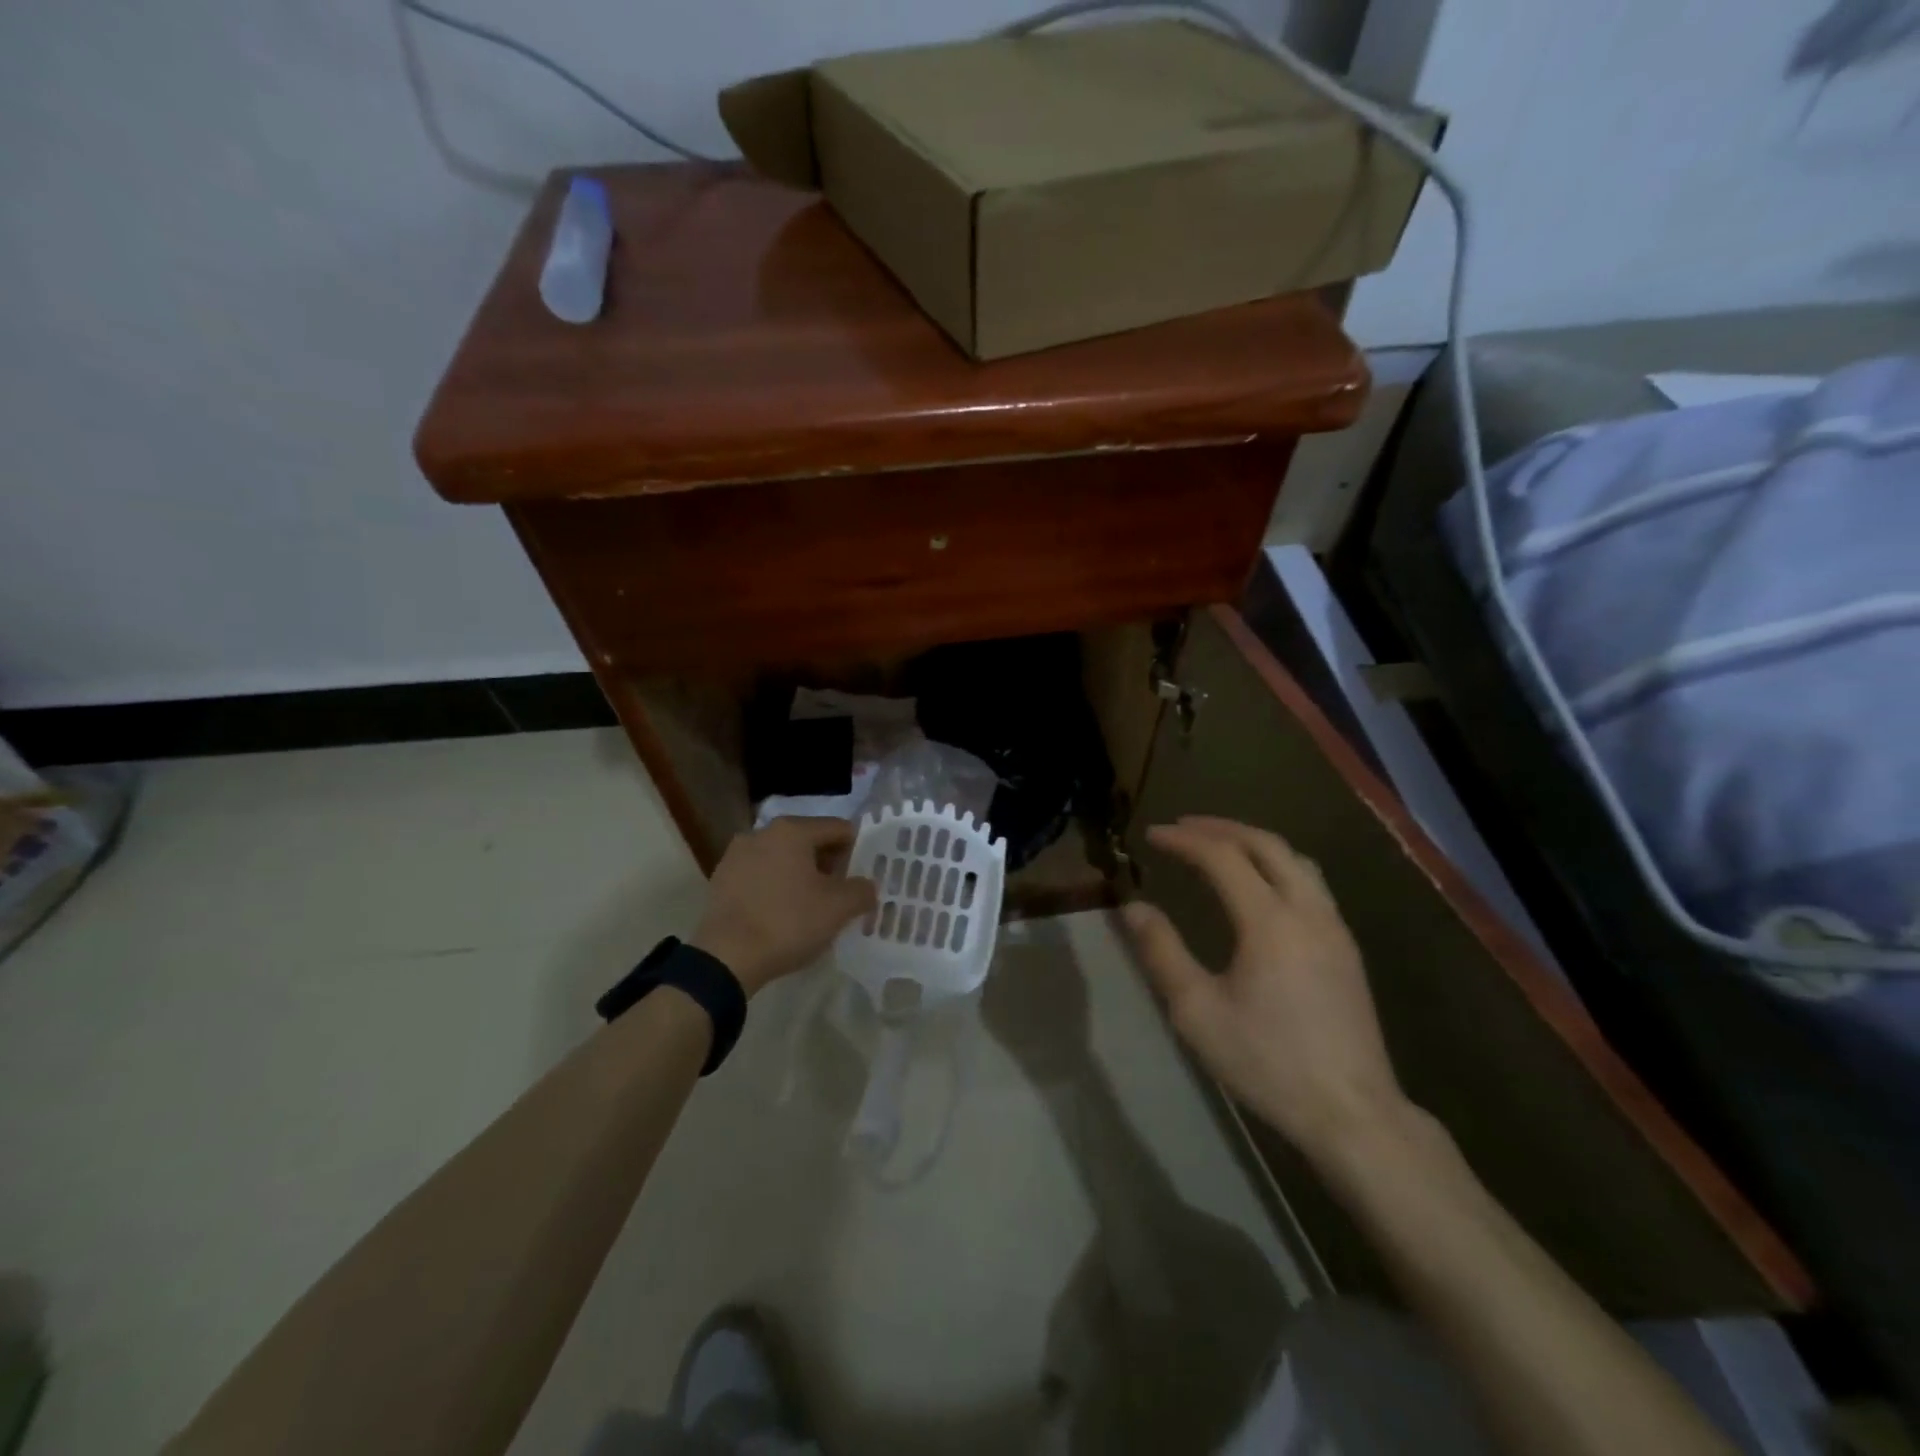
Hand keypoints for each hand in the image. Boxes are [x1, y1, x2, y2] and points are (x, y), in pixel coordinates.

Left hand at [690, 817, 876, 996]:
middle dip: (829, 863)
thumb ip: (861, 891)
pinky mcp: (721, 879)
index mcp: (792, 830)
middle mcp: (762, 832)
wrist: (726, 958)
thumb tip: (867, 887)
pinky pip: (760, 875)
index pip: (838, 829)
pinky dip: (776, 887)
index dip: (858, 849)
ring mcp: (737, 855)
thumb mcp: (838, 909)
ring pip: (783, 858)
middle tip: (844, 892)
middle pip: (809, 841)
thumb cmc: (788, 923)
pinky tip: (783, 913)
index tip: (866, 874)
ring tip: (813, 905)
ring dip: (801, 875)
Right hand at [1122, 816, 1406, 1165]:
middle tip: (1183, 826)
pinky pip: (1311, 882)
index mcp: (1269, 921)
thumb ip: (1162, 952)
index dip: (1184, 840)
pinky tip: (1261, 885)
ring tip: (1220, 844)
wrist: (1351, 1113)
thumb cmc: (1267, 1062)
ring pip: (1295, 859)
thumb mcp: (1197, 1012)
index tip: (1152, 835)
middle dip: (1220, 828)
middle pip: (1265, 844)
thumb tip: (1133, 907)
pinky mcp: (1347, 947)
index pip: (1222, 857)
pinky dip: (1277, 864)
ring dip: (1253, 841)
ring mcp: (1334, 927)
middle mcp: (1307, 911)